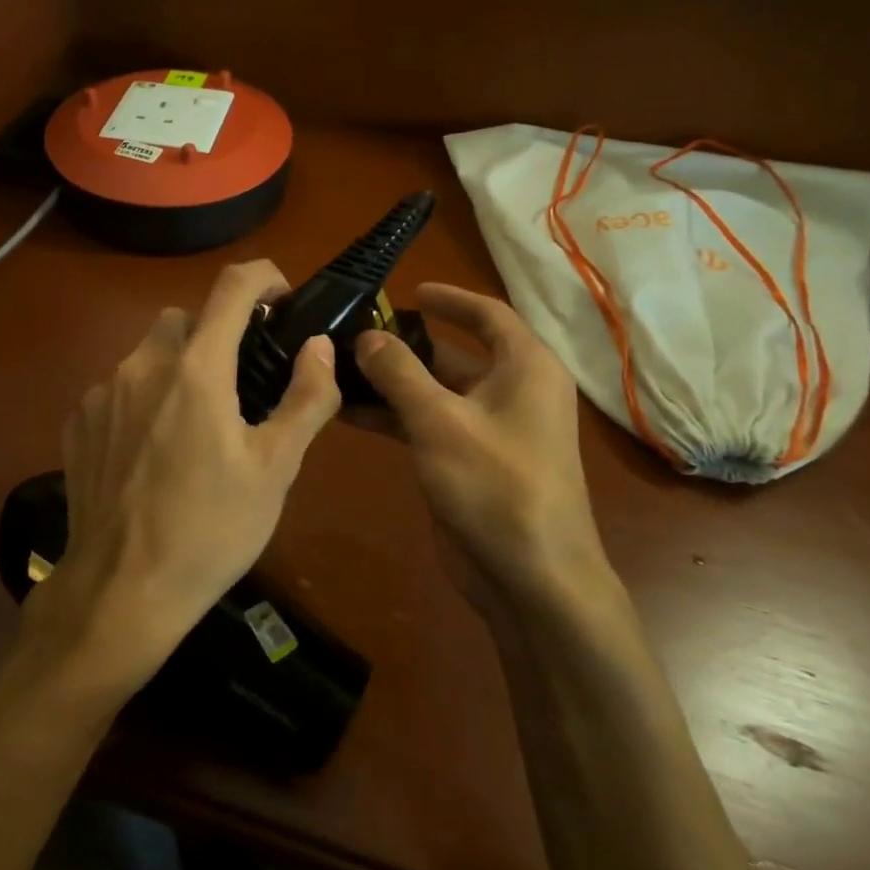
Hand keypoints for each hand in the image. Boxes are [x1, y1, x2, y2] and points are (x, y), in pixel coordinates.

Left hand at [17, 261, 342, 702]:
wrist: (121, 592)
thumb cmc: (210, 530)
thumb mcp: (275, 469)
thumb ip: (306, 397)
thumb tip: (319, 345)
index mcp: (196, 369)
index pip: (232, 287)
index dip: (264, 278)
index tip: (282, 300)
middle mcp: (142, 366)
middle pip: (185, 319)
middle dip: (216, 335)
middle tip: (239, 385)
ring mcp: (101, 393)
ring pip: (147, 353)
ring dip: (176, 368)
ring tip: (194, 426)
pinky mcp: (77, 423)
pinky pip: (117, 388)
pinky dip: (142, 399)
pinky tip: (151, 452)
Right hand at [354, 284, 611, 614]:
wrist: (532, 579)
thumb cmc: (496, 486)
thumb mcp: (440, 422)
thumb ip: (400, 373)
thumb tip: (366, 336)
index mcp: (524, 368)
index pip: (487, 315)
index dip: (448, 299)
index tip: (407, 290)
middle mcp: (512, 391)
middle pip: (454, 353)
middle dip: (405, 344)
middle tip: (352, 333)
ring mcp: (490, 429)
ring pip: (435, 391)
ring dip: (392, 383)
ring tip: (338, 371)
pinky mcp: (468, 461)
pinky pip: (428, 424)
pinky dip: (394, 416)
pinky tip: (349, 413)